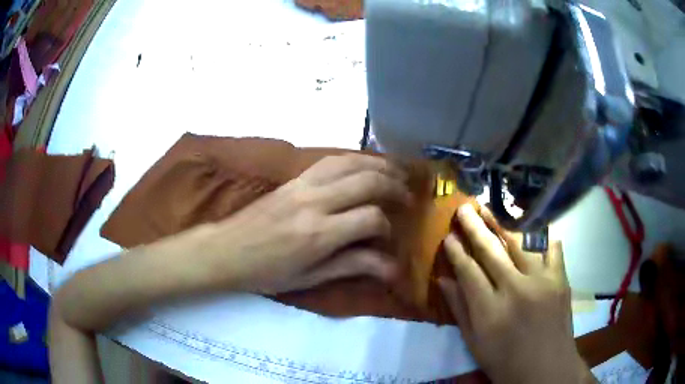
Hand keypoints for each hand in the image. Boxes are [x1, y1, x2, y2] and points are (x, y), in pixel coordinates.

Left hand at [206, 154, 409, 293]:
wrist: (226, 250)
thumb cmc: (266, 272)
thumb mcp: (310, 278)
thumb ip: (352, 266)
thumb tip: (391, 268)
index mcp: (318, 234)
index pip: (370, 218)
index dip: (387, 226)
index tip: (389, 236)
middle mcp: (314, 202)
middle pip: (366, 181)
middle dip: (394, 186)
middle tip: (408, 196)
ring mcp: (302, 185)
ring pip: (349, 162)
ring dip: (378, 165)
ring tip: (395, 172)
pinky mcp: (294, 178)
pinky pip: (329, 159)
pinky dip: (353, 159)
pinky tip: (363, 164)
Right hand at [439, 205, 593, 383]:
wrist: (545, 369)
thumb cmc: (505, 361)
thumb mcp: (475, 343)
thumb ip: (459, 310)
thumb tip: (443, 280)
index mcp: (490, 310)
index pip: (469, 271)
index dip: (456, 251)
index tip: (448, 236)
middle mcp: (515, 289)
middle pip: (491, 251)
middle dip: (475, 228)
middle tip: (464, 209)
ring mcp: (542, 281)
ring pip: (519, 243)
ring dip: (502, 223)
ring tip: (489, 208)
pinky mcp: (560, 279)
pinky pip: (552, 248)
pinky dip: (541, 236)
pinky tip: (532, 226)